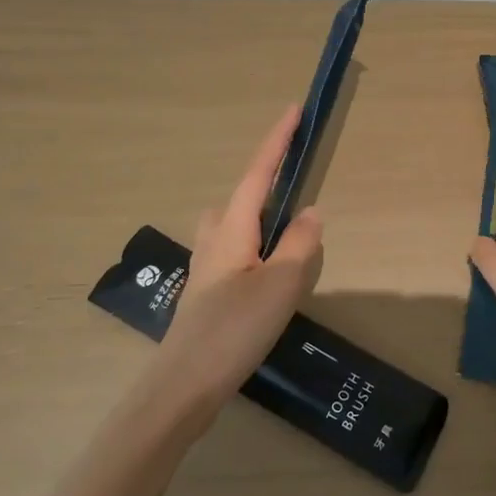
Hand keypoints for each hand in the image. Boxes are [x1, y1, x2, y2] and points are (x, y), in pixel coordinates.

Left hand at [158, 103, 324, 407]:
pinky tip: (269, 278)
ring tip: (290, 240)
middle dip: (266, 183)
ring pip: (234, 226)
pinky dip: (256, 249)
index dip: (277, 141)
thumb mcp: (281, 284)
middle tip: (296, 188)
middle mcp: (213, 238)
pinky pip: (235, 252)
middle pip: (241, 197)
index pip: (258, 173)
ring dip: (260, 220)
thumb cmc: (234, 329)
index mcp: (232, 228)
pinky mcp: (207, 292)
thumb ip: (300, 243)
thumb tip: (310, 212)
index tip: (293, 110)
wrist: (184, 385)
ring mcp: (206, 266)